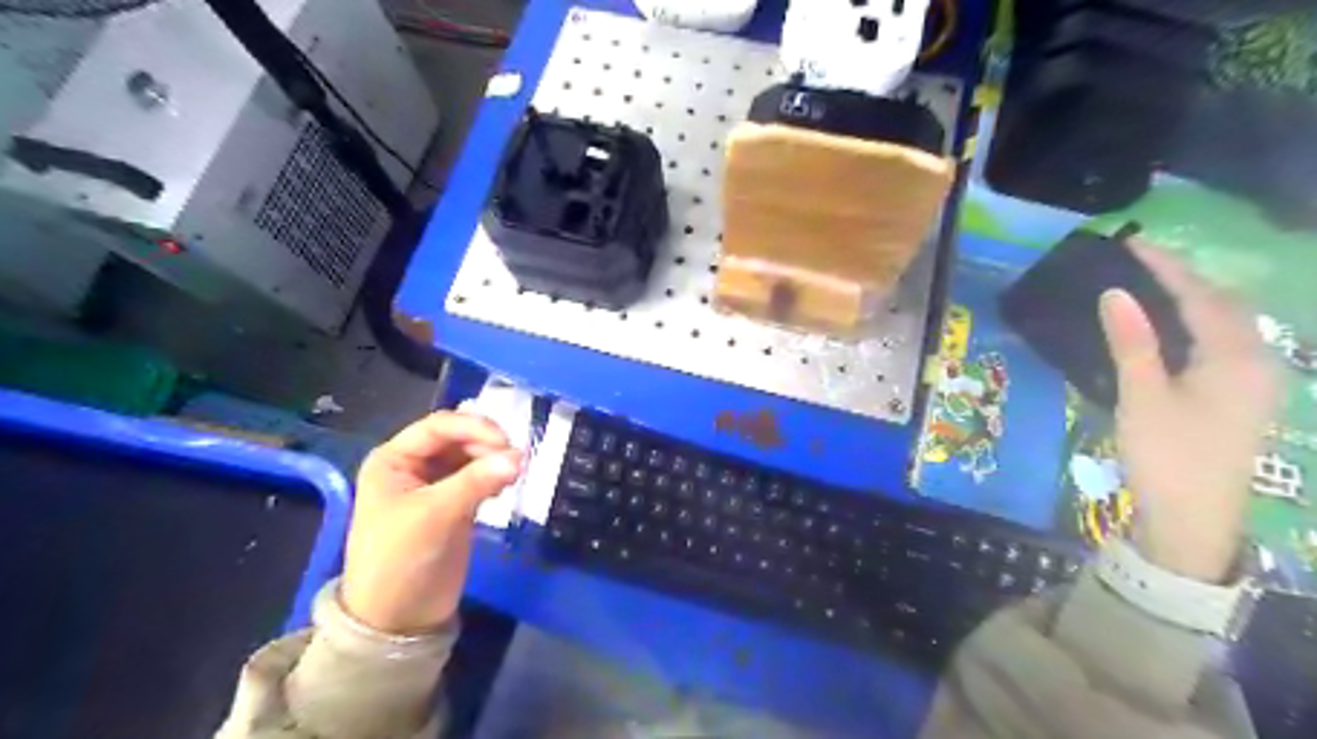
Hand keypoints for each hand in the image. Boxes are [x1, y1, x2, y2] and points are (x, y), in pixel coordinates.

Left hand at [341, 414, 522, 632]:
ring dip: (494, 461)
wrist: (397, 620)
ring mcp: (436, 485)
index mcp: (393, 459)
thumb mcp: (433, 515)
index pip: (438, 427)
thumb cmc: (400, 560)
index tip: (506, 441)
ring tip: (513, 477)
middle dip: (487, 445)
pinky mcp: (455, 505)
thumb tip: (521, 456)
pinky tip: (506, 488)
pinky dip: (495, 478)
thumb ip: (476, 482)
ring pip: (473, 458)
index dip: (473, 427)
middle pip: (459, 439)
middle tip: (516, 462)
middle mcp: (414, 466)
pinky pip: (480, 479)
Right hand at [1103, 242, 1277, 582]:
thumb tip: (1115, 292)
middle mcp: (1257, 361)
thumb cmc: (1167, 454)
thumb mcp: (1143, 397)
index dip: (1167, 267)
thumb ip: (1132, 342)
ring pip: (1227, 324)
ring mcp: (1255, 381)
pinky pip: (1224, 344)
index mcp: (1236, 357)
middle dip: (1186, 278)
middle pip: (1225, 304)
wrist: (1194, 519)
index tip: (1133, 243)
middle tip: (1141, 261)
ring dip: (1194, 299)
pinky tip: (1173, 329)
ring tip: (1153, 285)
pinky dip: (1197, 324)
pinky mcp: (1242, 397)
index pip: (1201, 296)